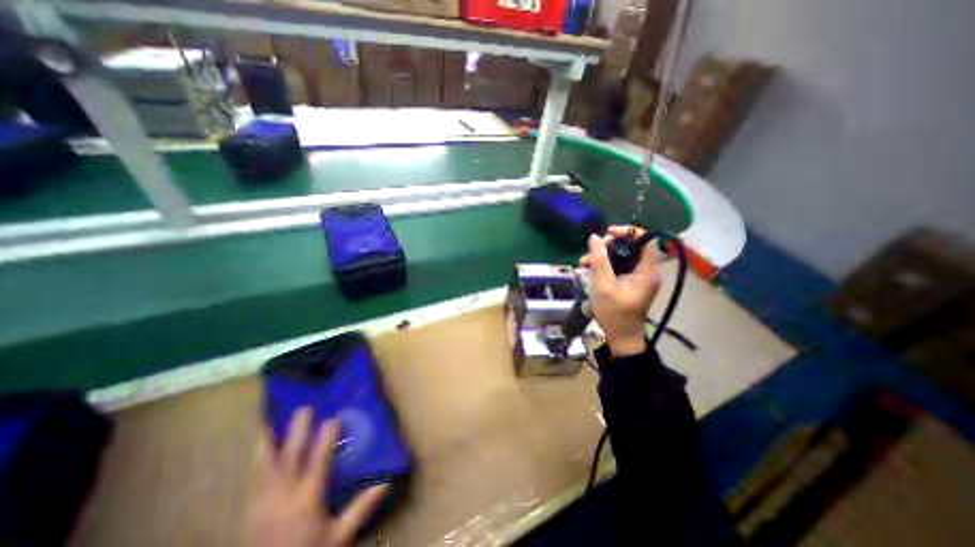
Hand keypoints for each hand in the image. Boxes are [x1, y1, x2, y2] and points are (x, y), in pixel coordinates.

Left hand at [248, 405, 385, 545]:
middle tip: (304, 409)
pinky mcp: (251, 512)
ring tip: (270, 422)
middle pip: (290, 458)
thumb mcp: (339, 537)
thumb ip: (360, 509)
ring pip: (265, 467)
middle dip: (298, 432)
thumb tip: (385, 483)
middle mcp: (283, 498)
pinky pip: (253, 479)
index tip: (333, 418)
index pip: (318, 462)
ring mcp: (263, 505)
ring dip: (269, 443)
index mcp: (307, 501)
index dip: (326, 439)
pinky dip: (257, 460)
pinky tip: (259, 448)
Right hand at [577, 225, 662, 357]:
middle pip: (631, 246)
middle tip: (591, 251)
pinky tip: (590, 269)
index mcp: (647, 271)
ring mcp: (639, 277)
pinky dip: (605, 264)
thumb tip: (594, 237)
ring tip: (584, 262)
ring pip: (623, 256)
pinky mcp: (631, 282)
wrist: (621, 338)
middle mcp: (647, 271)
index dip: (628, 232)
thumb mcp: (603, 285)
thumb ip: (599, 260)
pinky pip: (620, 266)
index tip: (607, 233)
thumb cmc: (614, 313)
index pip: (645, 240)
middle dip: (609, 245)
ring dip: (603, 255)